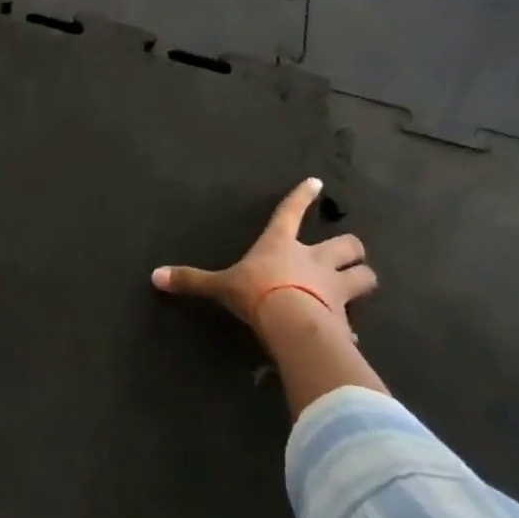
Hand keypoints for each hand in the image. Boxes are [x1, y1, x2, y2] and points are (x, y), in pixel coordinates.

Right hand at [151, 177, 373, 334]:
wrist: (292, 324)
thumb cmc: (256, 293)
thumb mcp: (220, 286)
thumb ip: (192, 280)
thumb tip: (155, 276)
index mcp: (281, 245)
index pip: (291, 212)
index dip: (303, 196)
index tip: (317, 183)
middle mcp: (314, 260)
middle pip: (345, 243)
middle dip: (350, 246)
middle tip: (348, 250)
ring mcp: (334, 287)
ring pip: (363, 275)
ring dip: (362, 277)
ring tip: (361, 280)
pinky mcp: (344, 317)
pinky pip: (353, 321)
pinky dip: (350, 326)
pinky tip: (347, 334)